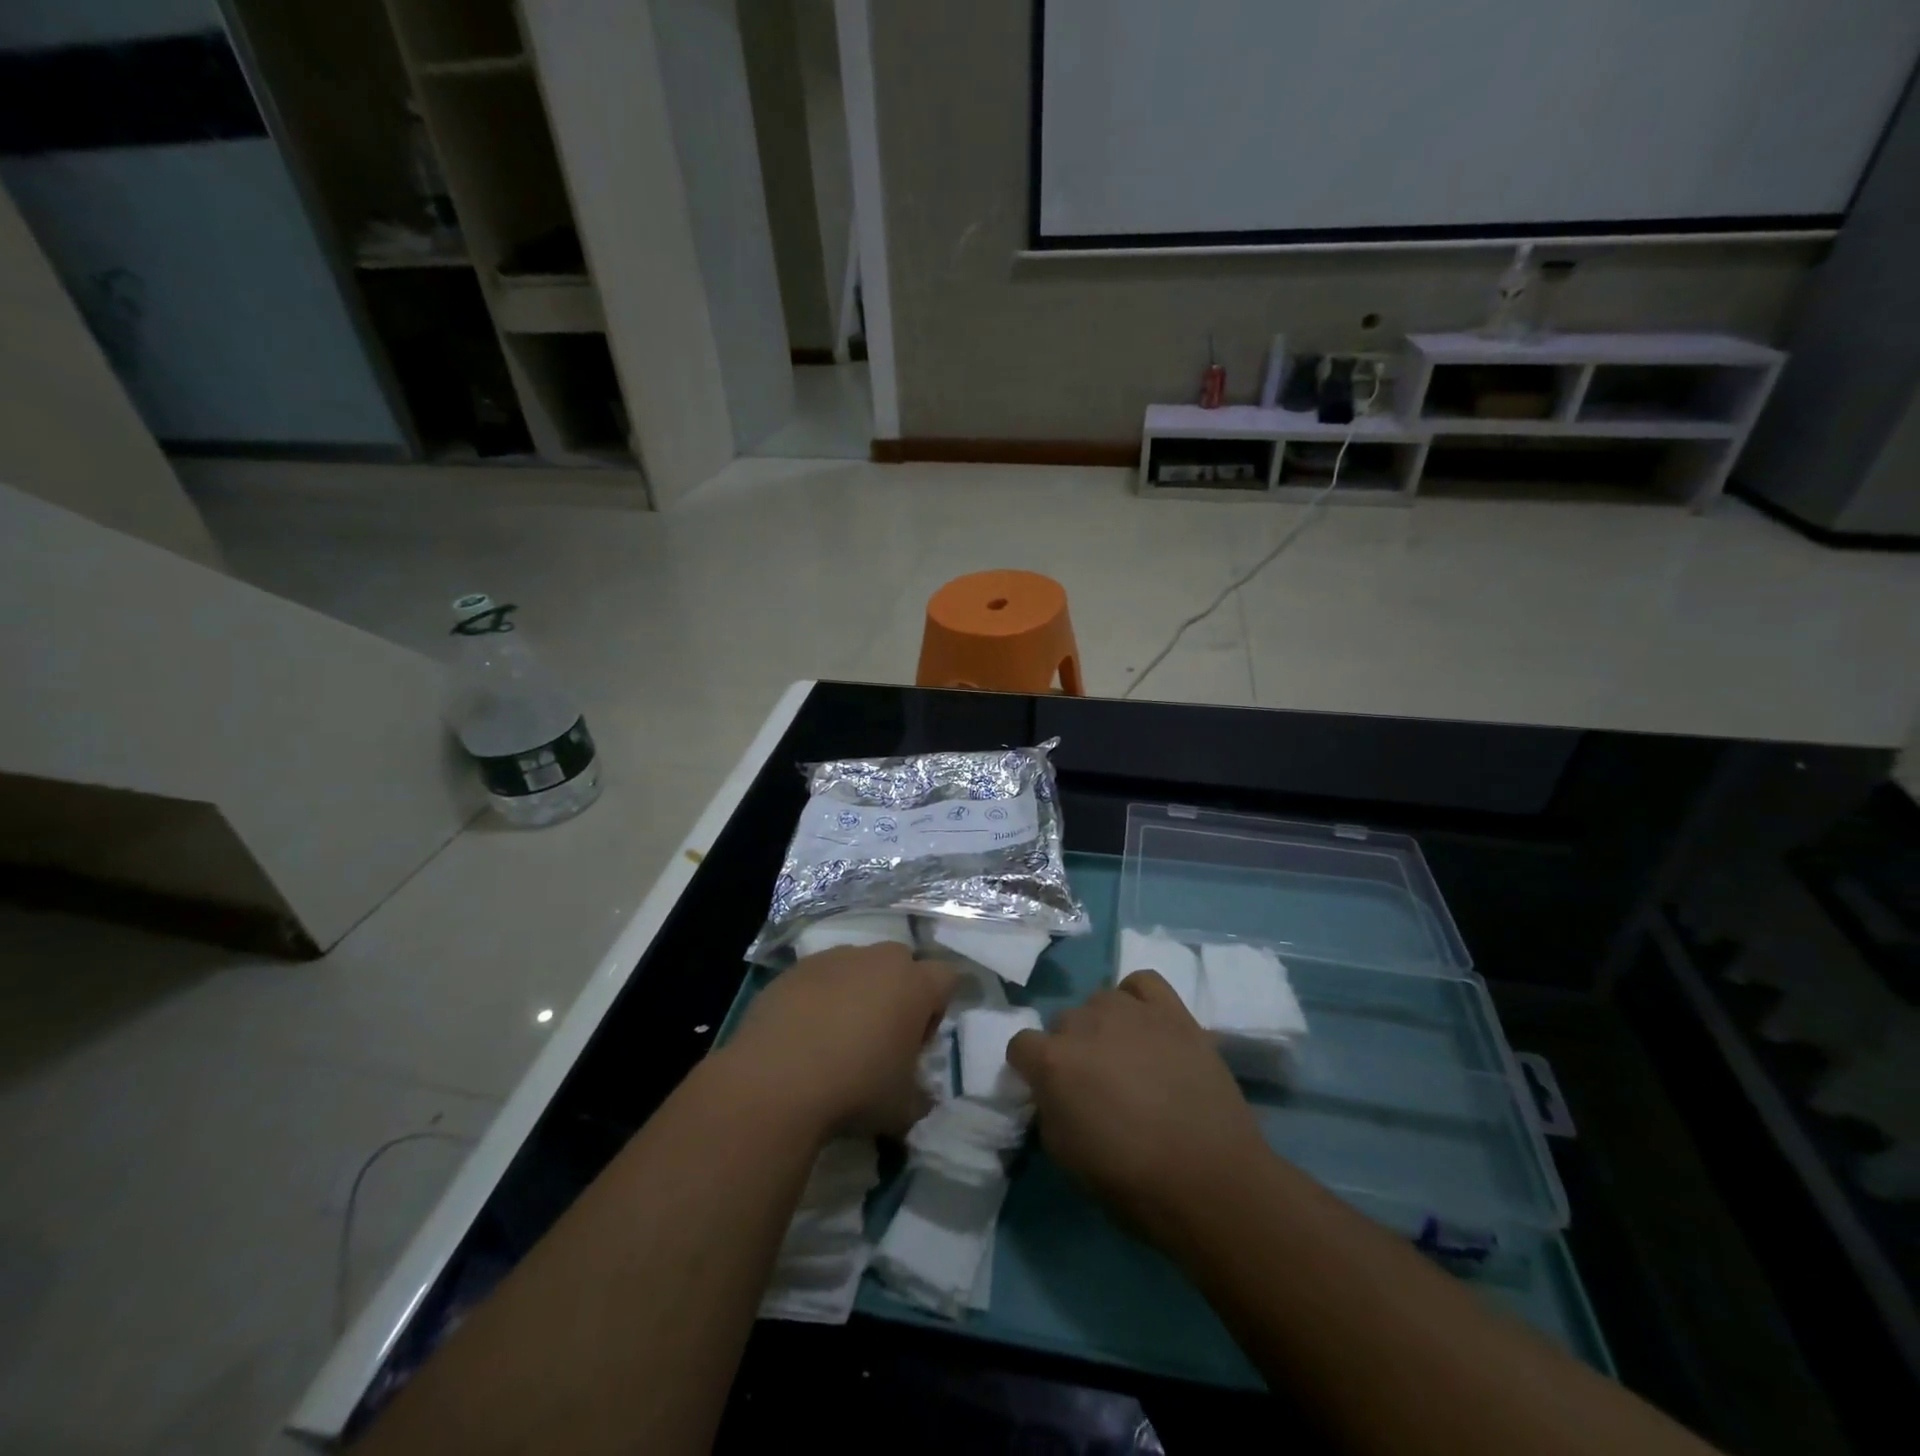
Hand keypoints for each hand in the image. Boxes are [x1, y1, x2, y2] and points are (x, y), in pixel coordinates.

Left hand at [722, 942, 956, 1138]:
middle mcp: (877, 959)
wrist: (775, 1081)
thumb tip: (921, 1097)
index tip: (918, 1043)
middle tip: (881, 1037)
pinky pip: (820, 977)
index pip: (946, 977)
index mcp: (914, 984)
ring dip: (857, 992)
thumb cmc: (855, 1089)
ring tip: (837, 1037)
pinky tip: (804, 1035)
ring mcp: (833, 959)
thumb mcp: (902, 1109)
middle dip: (898, 993)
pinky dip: (819, 997)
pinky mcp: (795, 969)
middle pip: (901, 964)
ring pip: (858, 966)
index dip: (937, 1009)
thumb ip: (920, 1097)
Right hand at [1007, 970, 1267, 1247]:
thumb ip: (1048, 1109)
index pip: (1020, 1045)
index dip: (1030, 1069)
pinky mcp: (1172, 1010)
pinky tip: (1144, 1025)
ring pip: (1099, 1001)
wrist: (1210, 1179)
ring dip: (1102, 1026)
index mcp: (1054, 1060)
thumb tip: (1052, 1090)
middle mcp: (1085, 1023)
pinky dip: (1136, 999)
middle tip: (1094, 1083)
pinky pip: (1141, 983)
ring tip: (1126, 1057)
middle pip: (1063, 1022)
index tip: (1047, 1091)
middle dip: (1070, 1049)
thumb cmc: (1131, 1180)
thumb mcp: (1064, 1156)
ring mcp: (1131, 1011)